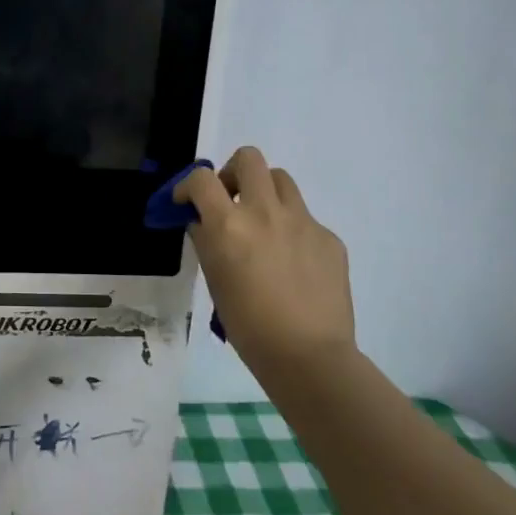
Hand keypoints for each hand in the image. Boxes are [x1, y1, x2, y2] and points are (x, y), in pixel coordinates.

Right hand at [175, 147, 354, 362]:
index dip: (188, 185)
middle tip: (230, 199)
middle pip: (249, 158)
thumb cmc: (248, 325)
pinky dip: (291, 228)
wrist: (309, 356)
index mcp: (230, 224)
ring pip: (281, 179)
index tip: (186, 202)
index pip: (202, 178)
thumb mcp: (215, 279)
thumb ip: (207, 241)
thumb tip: (203, 223)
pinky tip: (292, 263)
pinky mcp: (329, 237)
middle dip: (233, 172)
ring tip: (261, 224)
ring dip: (264, 192)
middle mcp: (265, 212)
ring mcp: (303, 222)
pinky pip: (305, 218)